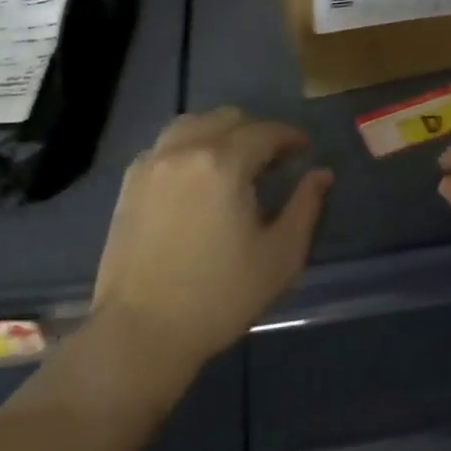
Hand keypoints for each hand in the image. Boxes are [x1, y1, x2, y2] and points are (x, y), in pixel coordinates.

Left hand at [91, 107, 331, 376]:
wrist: (141, 332)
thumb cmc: (220, 297)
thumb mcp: (280, 257)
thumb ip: (306, 207)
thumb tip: (321, 174)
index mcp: (224, 164)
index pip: (265, 132)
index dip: (289, 136)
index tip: (304, 148)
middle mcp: (185, 151)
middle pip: (226, 119)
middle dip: (255, 131)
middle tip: (272, 160)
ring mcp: (151, 165)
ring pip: (191, 125)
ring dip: (219, 133)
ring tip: (233, 161)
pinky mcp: (129, 184)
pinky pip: (165, 146)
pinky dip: (188, 147)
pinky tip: (197, 177)